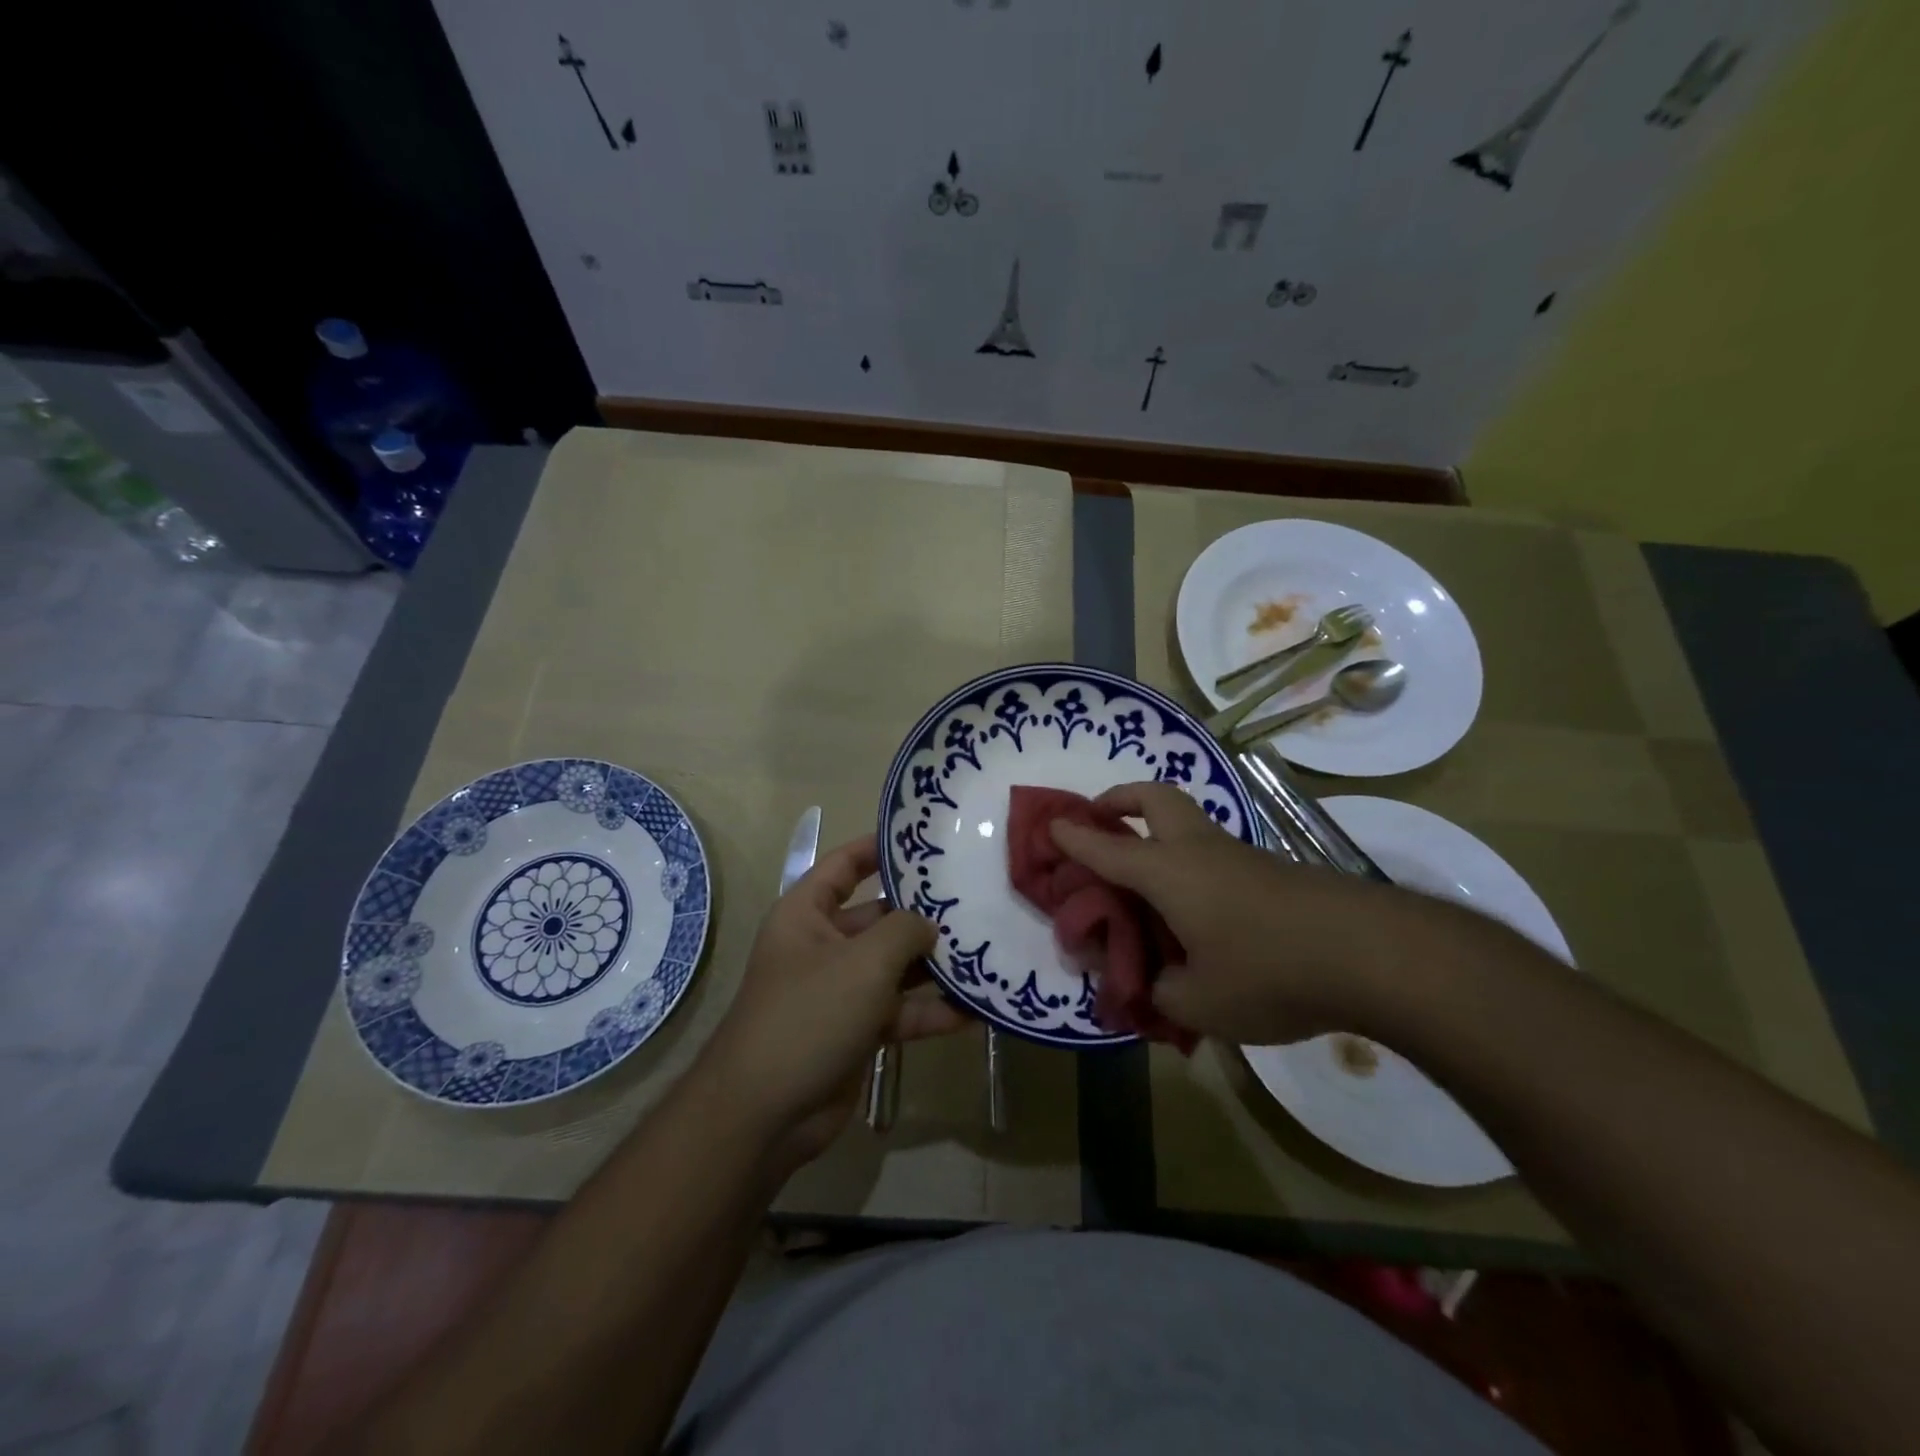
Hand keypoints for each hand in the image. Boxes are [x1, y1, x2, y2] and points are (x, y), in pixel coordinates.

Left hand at [698, 833, 967, 1169]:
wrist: (765, 1113)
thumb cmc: (809, 1015)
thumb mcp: (862, 962)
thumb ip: (903, 931)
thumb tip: (929, 924)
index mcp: (807, 914)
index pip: (844, 865)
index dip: (879, 848)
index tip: (925, 842)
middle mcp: (823, 945)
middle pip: (879, 917)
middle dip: (923, 914)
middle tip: (975, 903)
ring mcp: (840, 990)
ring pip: (894, 967)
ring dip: (935, 966)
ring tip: (985, 953)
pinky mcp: (857, 1030)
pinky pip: (899, 1011)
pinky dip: (931, 1012)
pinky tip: (975, 1011)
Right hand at [1048, 782, 1399, 1043]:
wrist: (1371, 953)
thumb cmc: (1268, 972)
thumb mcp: (1199, 1003)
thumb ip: (1159, 994)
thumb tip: (1146, 987)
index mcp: (1168, 872)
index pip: (1107, 847)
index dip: (1074, 835)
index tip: (1050, 824)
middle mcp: (1198, 850)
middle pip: (1155, 796)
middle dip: (1120, 797)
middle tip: (1102, 816)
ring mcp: (1239, 855)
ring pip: (1188, 821)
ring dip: (1158, 829)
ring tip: (1146, 874)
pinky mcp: (1271, 870)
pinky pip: (1214, 852)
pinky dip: (1190, 862)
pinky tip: (1199, 909)